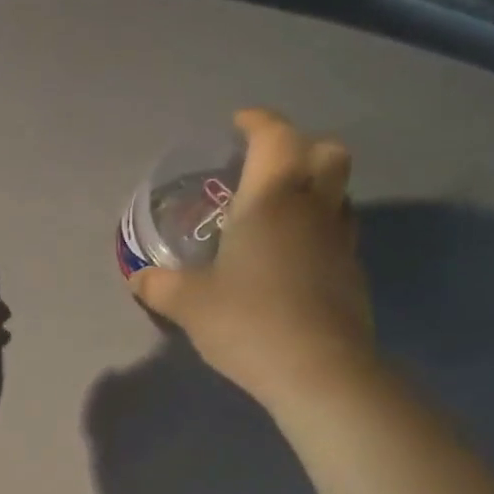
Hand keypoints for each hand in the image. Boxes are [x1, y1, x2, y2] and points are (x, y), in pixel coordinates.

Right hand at [131, 109, 375, 409]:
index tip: (238, 124)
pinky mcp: (354, 274)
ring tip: (280, 212)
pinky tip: (293, 257)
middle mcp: (313, 208)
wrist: (318, 371)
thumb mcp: (188, 304)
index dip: (257, 122)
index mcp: (272, 199)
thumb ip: (160, 286)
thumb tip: (139, 279)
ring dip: (315, 188)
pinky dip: (320, 229)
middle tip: (268, 167)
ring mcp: (341, 240)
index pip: (274, 136)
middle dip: (300, 147)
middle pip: (327, 152)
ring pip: (340, 192)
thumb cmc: (248, 321)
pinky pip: (339, 232)